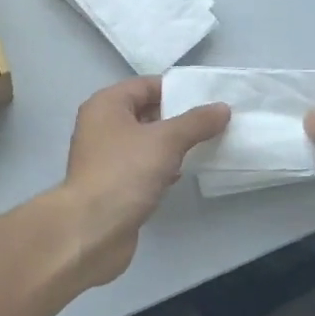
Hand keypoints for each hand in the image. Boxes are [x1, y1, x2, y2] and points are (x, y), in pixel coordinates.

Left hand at [56, 77, 230, 285]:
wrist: (92, 230)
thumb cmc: (125, 172)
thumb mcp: (166, 141)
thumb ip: (195, 122)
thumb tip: (222, 108)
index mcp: (106, 105)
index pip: (145, 85)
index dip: (175, 90)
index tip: (207, 98)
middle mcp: (101, 126)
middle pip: (145, 112)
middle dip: (177, 118)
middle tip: (211, 122)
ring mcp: (105, 157)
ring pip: (144, 141)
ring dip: (170, 144)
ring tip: (203, 146)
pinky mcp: (112, 184)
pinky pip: (140, 166)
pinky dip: (160, 167)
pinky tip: (180, 174)